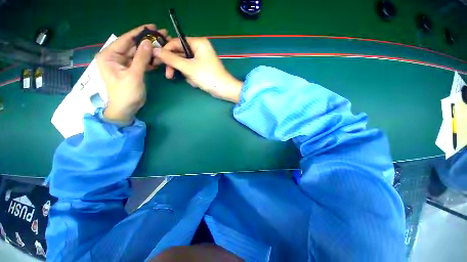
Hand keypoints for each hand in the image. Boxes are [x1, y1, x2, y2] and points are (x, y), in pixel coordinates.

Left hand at [96, 24, 168, 123]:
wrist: (126, 108)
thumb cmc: (126, 93)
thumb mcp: (134, 75)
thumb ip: (141, 58)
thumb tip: (148, 42)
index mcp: (109, 55)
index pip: (125, 39)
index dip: (139, 32)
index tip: (152, 26)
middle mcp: (115, 57)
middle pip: (132, 45)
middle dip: (147, 41)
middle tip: (161, 36)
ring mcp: (123, 63)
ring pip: (138, 53)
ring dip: (150, 51)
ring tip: (163, 46)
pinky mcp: (131, 69)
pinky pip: (140, 61)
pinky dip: (149, 60)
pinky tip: (158, 57)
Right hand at [154, 37, 242, 102]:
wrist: (224, 90)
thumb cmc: (208, 77)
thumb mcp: (188, 67)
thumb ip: (171, 59)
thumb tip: (155, 50)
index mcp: (198, 43)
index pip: (176, 42)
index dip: (166, 51)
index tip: (158, 60)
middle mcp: (200, 49)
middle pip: (180, 53)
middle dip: (176, 66)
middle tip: (169, 75)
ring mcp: (201, 59)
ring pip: (185, 64)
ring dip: (186, 74)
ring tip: (192, 80)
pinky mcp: (202, 68)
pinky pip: (191, 70)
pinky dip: (192, 77)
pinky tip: (196, 83)